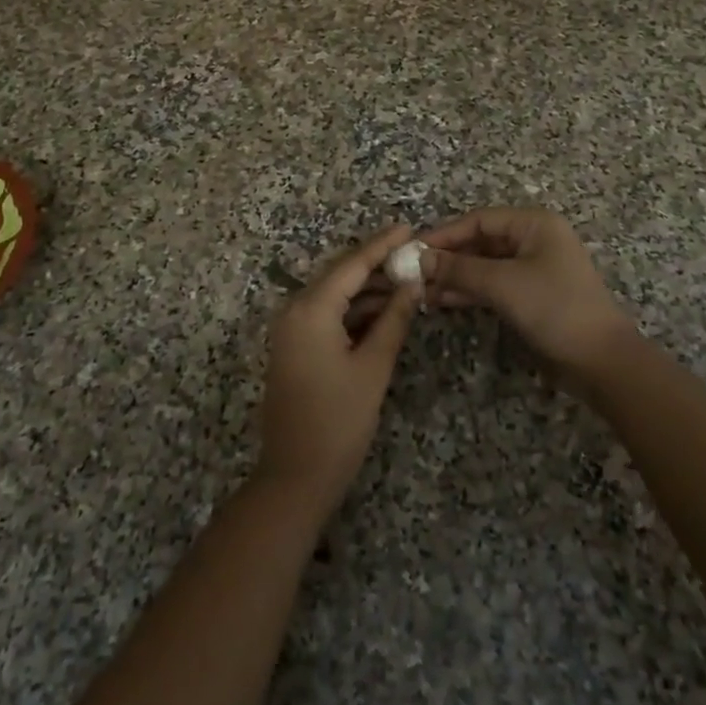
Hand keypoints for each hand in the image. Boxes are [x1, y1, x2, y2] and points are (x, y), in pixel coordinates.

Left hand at [257, 225, 419, 516]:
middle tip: (413, 255)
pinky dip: (354, 312)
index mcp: (310, 309)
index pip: (351, 265)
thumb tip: (412, 284)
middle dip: (377, 266)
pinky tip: (384, 311)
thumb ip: (394, 319)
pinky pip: (327, 316)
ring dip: (368, 291)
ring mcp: (291, 330)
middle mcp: (294, 310)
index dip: (382, 245)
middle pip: (340, 276)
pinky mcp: (295, 348)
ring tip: (407, 281)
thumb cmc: (338, 421)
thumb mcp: (373, 367)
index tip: (408, 227)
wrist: (295, 477)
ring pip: (335, 297)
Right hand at [421, 208, 636, 387]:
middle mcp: (533, 240)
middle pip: (480, 241)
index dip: (445, 234)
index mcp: (534, 224)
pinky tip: (441, 299)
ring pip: (484, 265)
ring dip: (454, 276)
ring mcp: (533, 268)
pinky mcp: (531, 295)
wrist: (601, 361)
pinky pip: (493, 284)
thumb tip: (418, 259)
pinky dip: (469, 290)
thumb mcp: (503, 284)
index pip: (479, 220)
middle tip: (412, 272)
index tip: (413, 249)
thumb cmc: (555, 308)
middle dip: (447, 257)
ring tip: (420, 289)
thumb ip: (459, 269)